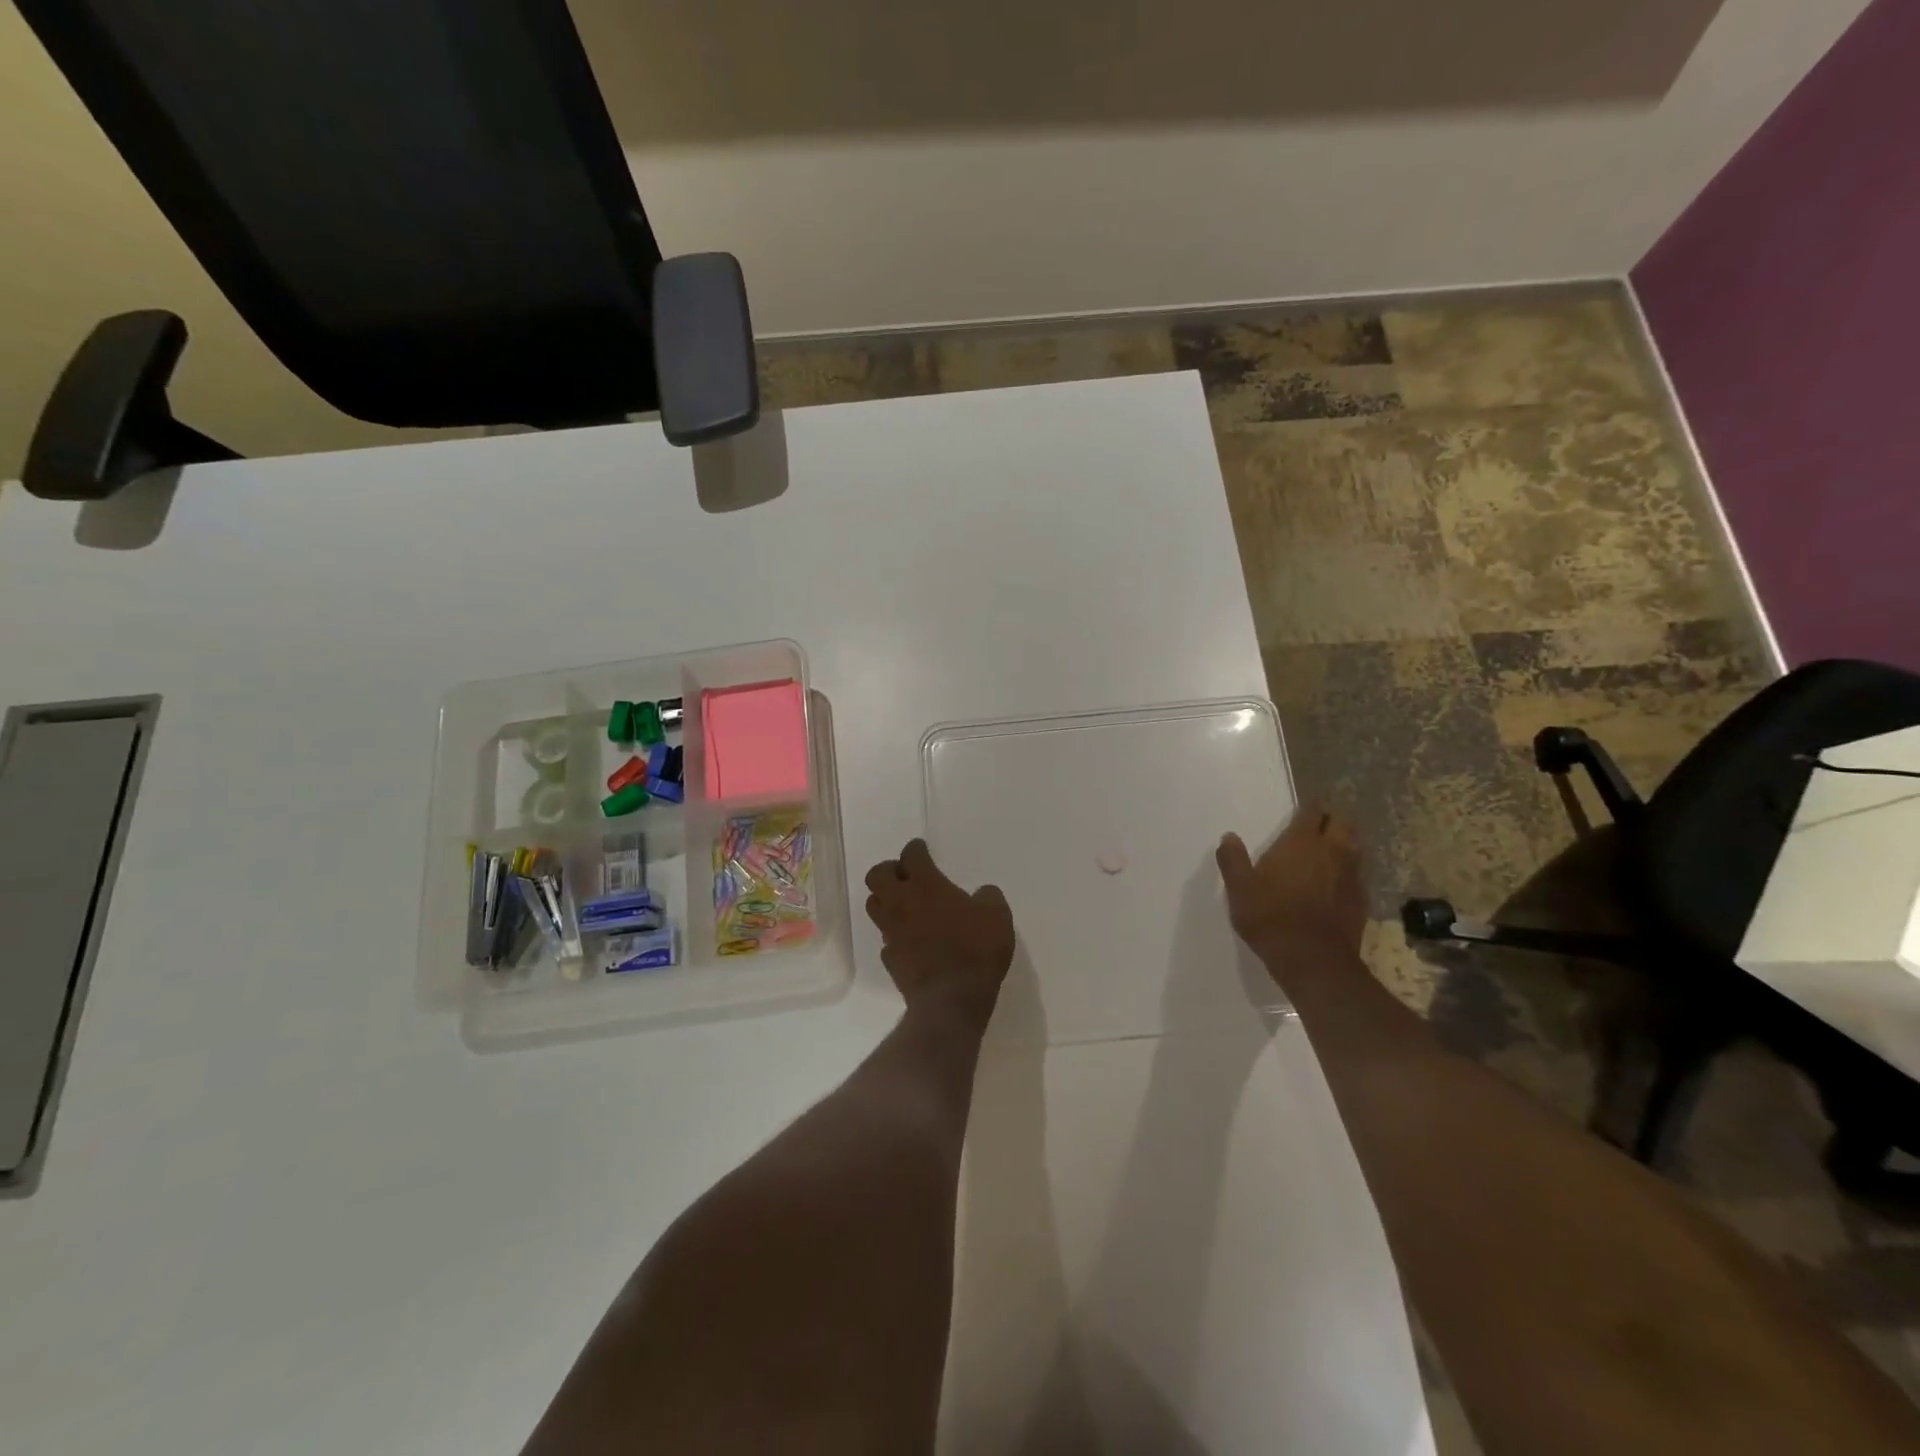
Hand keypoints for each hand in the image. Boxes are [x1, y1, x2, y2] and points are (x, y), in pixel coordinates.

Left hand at [864, 839, 1014, 1016]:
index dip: (916, 848)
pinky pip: (885, 938)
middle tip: (905, 874)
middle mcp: (901, 903)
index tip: (921, 848)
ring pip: (874, 905)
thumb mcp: (997, 917)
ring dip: (885, 899)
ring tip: (903, 904)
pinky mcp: (889, 958)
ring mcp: (891, 931)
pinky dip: (894, 933)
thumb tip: (982, 893)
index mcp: (926, 885)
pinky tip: (909, 939)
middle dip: (889, 870)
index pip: (911, 855)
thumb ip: (988, 897)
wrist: (951, 999)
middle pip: (877, 875)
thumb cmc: (976, 950)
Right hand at [1216, 804, 1367, 967]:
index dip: (1310, 806)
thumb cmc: (1270, 917)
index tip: (1306, 805)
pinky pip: (1358, 876)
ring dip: (1346, 844)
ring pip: (1356, 848)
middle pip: (1343, 824)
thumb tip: (1229, 837)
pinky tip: (1338, 884)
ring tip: (1331, 850)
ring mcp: (1351, 876)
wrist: (1312, 959)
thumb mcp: (1239, 889)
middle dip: (1333, 820)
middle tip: (1319, 826)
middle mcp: (1332, 852)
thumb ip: (1233, 860)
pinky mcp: (1361, 901)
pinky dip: (1349, 873)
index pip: (1312, 812)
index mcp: (1301, 843)